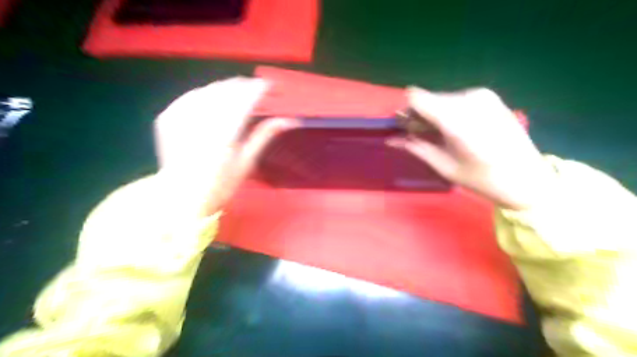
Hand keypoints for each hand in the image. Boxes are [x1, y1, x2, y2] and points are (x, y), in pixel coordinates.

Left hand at [152, 77, 296, 216]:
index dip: (260, 89)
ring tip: (239, 94)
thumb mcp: (247, 162)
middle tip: (257, 90)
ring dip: (227, 88)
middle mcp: (201, 122)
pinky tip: (214, 98)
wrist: (181, 196)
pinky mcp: (167, 117)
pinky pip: (190, 95)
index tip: (271, 87)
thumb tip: (287, 120)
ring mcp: (180, 117)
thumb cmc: (220, 184)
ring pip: (209, 89)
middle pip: (227, 90)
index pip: (245, 99)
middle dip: (245, 86)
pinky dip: (206, 93)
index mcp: (224, 135)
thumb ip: (264, 136)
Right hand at [386, 87, 555, 209]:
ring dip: (434, 115)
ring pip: (441, 99)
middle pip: (428, 98)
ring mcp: (481, 95)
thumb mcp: (445, 167)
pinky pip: (456, 99)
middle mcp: (468, 100)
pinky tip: (457, 129)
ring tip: (441, 136)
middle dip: (419, 115)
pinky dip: (449, 112)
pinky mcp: (488, 96)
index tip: (407, 127)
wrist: (528, 177)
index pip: (417, 97)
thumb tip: (391, 140)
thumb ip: (416, 148)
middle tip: (420, 136)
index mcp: (457, 120)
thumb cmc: (483, 179)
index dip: (407, 112)